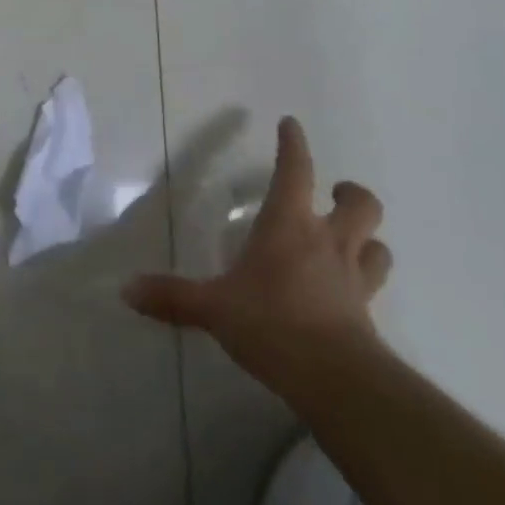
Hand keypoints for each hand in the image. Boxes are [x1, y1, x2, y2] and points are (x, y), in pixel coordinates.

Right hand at [123, 117, 392, 403]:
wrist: (337, 379)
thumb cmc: (271, 323)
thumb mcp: (214, 308)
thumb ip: (173, 297)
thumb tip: (127, 289)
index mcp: (289, 224)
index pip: (295, 170)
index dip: (293, 144)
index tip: (291, 124)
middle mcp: (328, 242)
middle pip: (360, 204)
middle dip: (350, 193)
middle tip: (335, 193)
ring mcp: (354, 278)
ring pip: (378, 245)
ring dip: (368, 238)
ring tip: (353, 241)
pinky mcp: (368, 315)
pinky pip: (374, 288)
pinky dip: (366, 281)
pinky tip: (350, 294)